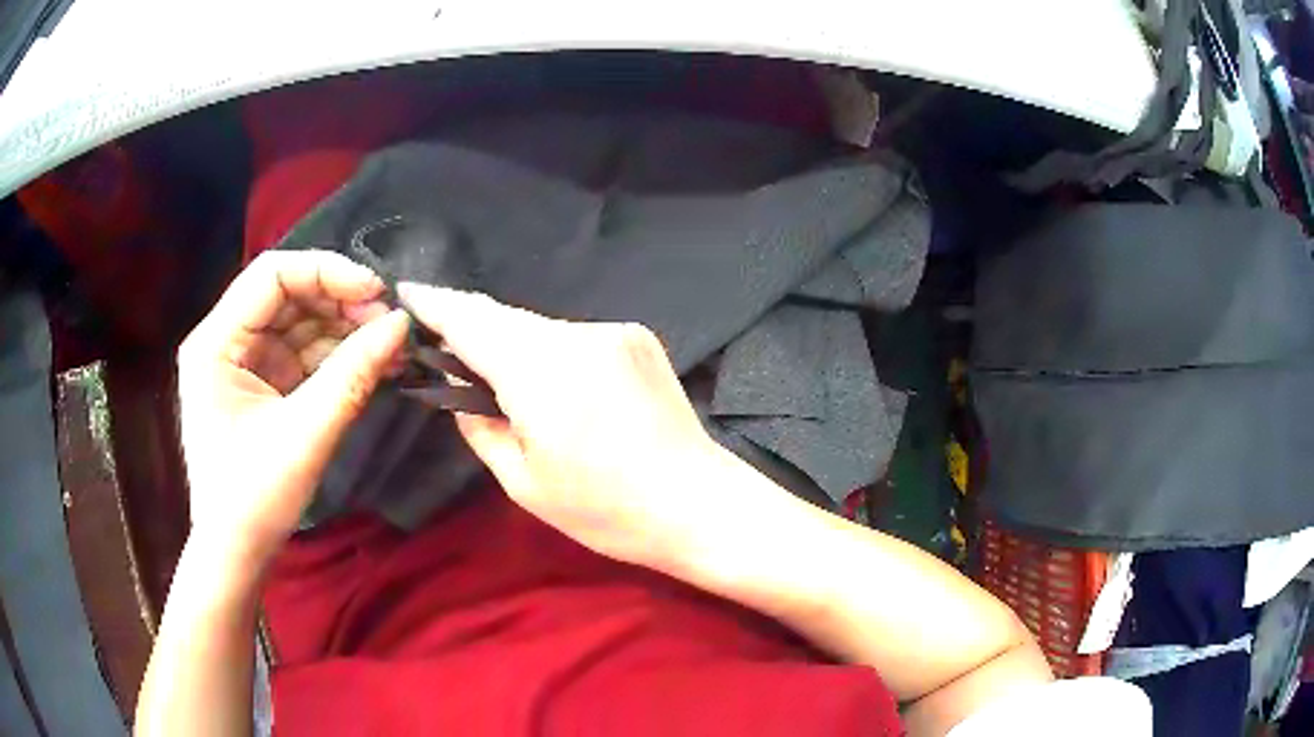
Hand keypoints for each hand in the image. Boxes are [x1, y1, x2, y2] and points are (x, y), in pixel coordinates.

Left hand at [177, 251, 408, 569]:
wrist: (237, 552)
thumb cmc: (255, 499)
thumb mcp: (305, 436)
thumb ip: (352, 375)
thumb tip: (402, 324)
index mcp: (216, 343)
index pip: (271, 276)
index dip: (325, 271)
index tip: (375, 292)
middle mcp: (224, 340)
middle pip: (287, 293)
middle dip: (339, 301)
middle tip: (388, 323)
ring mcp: (243, 361)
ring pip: (298, 320)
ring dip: (343, 327)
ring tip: (389, 343)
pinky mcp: (261, 382)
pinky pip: (302, 351)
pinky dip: (336, 354)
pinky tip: (371, 360)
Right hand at [399, 283, 729, 571]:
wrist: (699, 505)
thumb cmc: (608, 511)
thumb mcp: (524, 484)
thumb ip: (480, 426)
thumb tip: (460, 390)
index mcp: (542, 373)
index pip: (472, 321)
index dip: (436, 304)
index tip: (407, 291)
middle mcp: (578, 335)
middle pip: (504, 318)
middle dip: (469, 326)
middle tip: (442, 345)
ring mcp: (614, 331)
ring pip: (539, 326)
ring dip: (512, 344)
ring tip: (499, 378)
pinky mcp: (638, 337)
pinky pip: (572, 336)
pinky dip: (549, 351)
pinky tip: (553, 385)